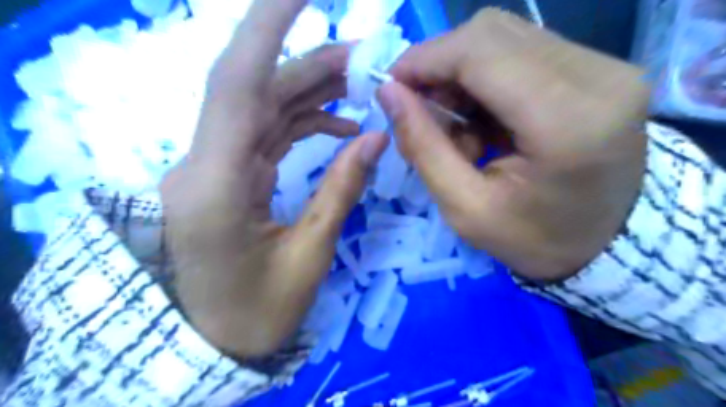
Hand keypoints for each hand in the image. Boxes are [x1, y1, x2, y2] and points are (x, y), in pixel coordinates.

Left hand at [161, 0, 387, 355]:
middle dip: (310, 65)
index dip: (266, 29)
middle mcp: (205, 163)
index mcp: (216, 185)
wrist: (217, 339)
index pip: (236, 84)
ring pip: (263, 109)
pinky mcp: (228, 175)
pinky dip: (305, 123)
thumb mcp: (309, 255)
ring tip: (360, 85)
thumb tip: (376, 138)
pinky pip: (268, 134)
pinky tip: (339, 126)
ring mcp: (214, 167)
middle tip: (365, 58)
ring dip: (311, 91)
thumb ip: (341, 190)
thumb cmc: (259, 311)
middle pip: (256, 90)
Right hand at [377, 10, 648, 283]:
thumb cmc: (533, 239)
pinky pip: (523, 52)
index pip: (480, 52)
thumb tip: (389, 93)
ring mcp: (606, 67)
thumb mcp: (465, 208)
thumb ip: (423, 147)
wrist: (605, 245)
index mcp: (566, 122)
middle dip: (439, 66)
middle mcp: (598, 77)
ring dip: (461, 76)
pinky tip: (480, 119)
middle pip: (491, 33)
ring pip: (504, 38)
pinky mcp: (601, 69)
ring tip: (454, 125)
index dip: (424, 60)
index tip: (391, 87)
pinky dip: (486, 80)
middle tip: (418, 107)